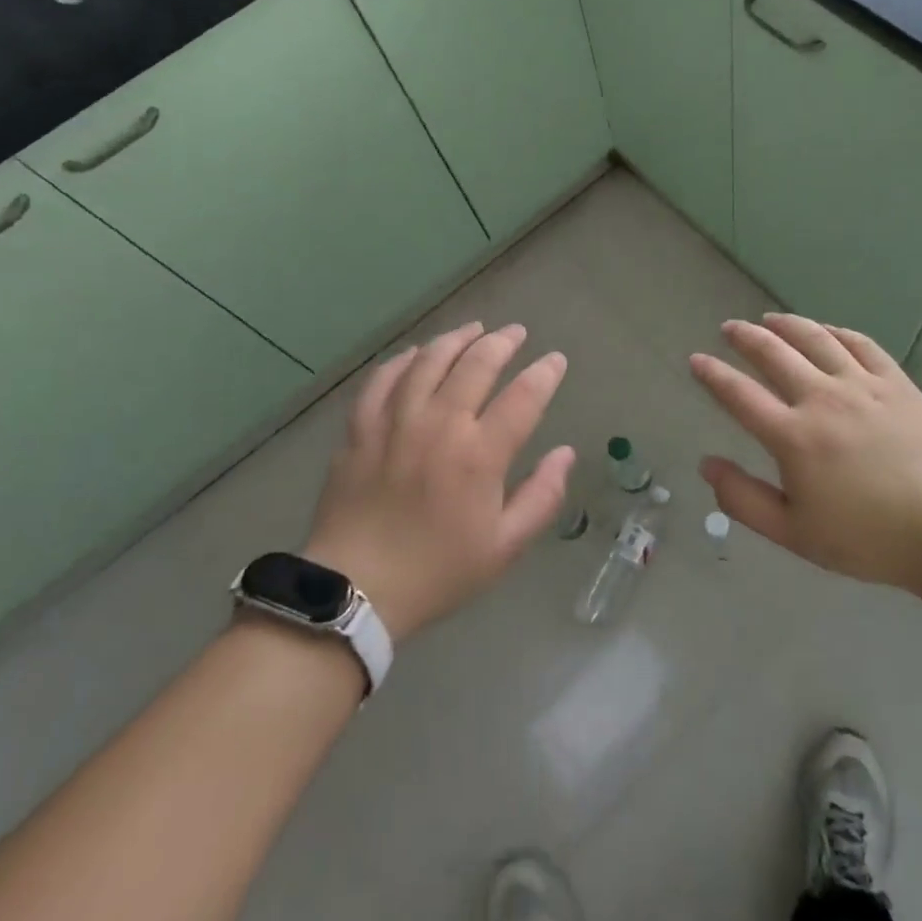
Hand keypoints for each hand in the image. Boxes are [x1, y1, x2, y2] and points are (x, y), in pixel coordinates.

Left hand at [302, 322, 573, 643]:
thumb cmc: (438, 572)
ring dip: (456, 339)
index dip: (545, 373)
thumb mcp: (504, 547)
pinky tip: (417, 353)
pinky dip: (405, 359)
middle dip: (503, 342)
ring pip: (429, 360)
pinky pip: (384, 378)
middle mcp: (440, 425)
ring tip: (474, 330)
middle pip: (476, 364)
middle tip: (516, 333)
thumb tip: (566, 454)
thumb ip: (542, 497)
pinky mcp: (361, 428)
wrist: (356, 590)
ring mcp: (396, 422)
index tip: (555, 360)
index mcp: (479, 455)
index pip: (523, 397)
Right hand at [690, 313, 921, 590]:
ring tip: (769, 318)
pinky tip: (826, 330)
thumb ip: (742, 499)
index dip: (713, 375)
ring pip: (816, 339)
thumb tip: (707, 464)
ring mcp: (862, 386)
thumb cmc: (866, 539)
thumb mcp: (793, 533)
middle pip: (773, 354)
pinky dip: (836, 332)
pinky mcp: (896, 383)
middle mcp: (822, 399)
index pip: (739, 395)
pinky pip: (861, 344)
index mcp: (793, 437)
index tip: (696, 360)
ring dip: (787, 324)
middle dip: (745, 337)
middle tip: (730, 327)